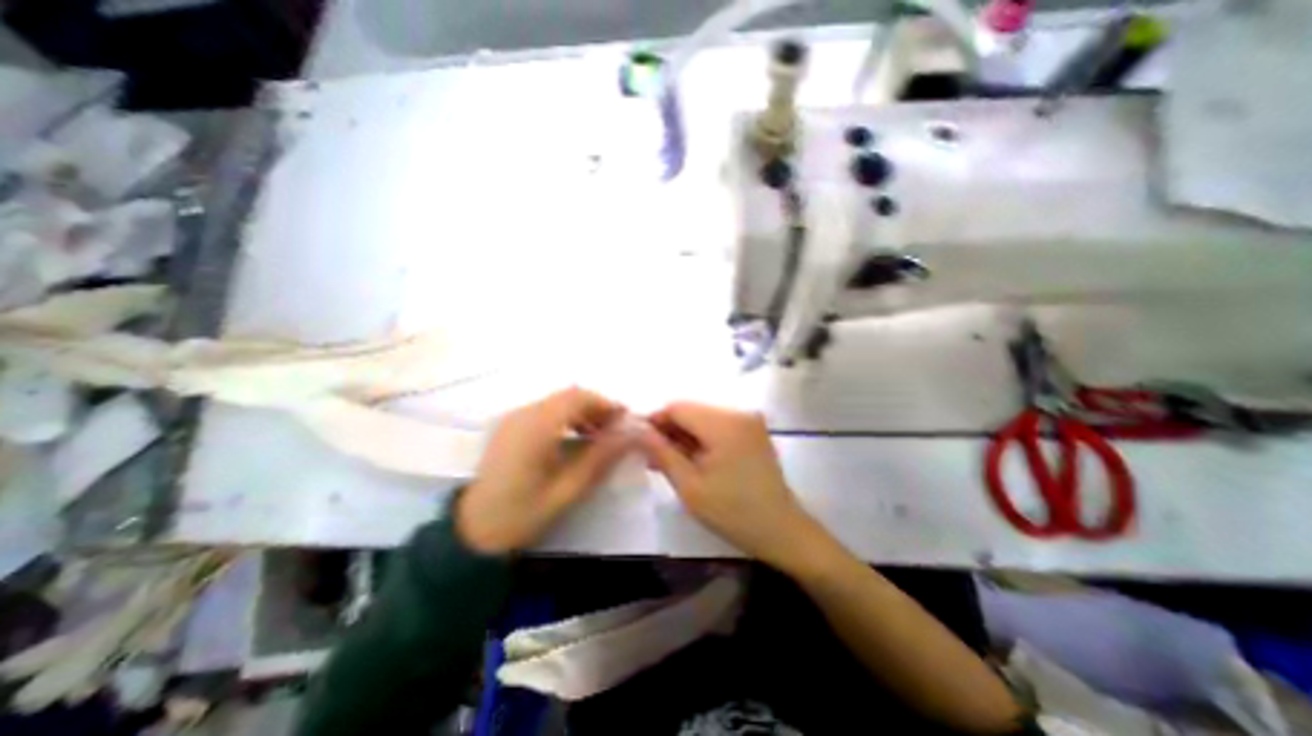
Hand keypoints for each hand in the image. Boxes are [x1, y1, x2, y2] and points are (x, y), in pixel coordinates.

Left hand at [458, 392, 628, 551]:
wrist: (470, 533)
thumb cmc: (522, 513)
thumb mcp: (568, 489)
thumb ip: (601, 457)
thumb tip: (631, 435)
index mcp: (536, 426)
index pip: (577, 397)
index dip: (605, 403)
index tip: (626, 419)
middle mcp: (523, 414)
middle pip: (568, 396)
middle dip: (596, 408)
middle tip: (615, 430)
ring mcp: (513, 419)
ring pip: (557, 403)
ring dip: (582, 413)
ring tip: (599, 436)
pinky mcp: (509, 428)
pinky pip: (545, 412)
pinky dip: (566, 419)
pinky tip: (574, 440)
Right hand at [640, 404, 817, 567]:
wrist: (781, 531)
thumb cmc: (733, 512)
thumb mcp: (690, 486)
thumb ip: (662, 453)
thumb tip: (638, 430)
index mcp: (724, 423)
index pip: (678, 407)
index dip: (655, 420)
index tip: (639, 440)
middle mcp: (738, 413)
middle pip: (691, 410)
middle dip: (669, 430)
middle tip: (651, 456)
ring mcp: (748, 421)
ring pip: (703, 418)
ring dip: (684, 436)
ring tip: (666, 461)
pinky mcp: (752, 431)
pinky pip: (718, 426)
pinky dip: (701, 439)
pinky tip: (690, 459)